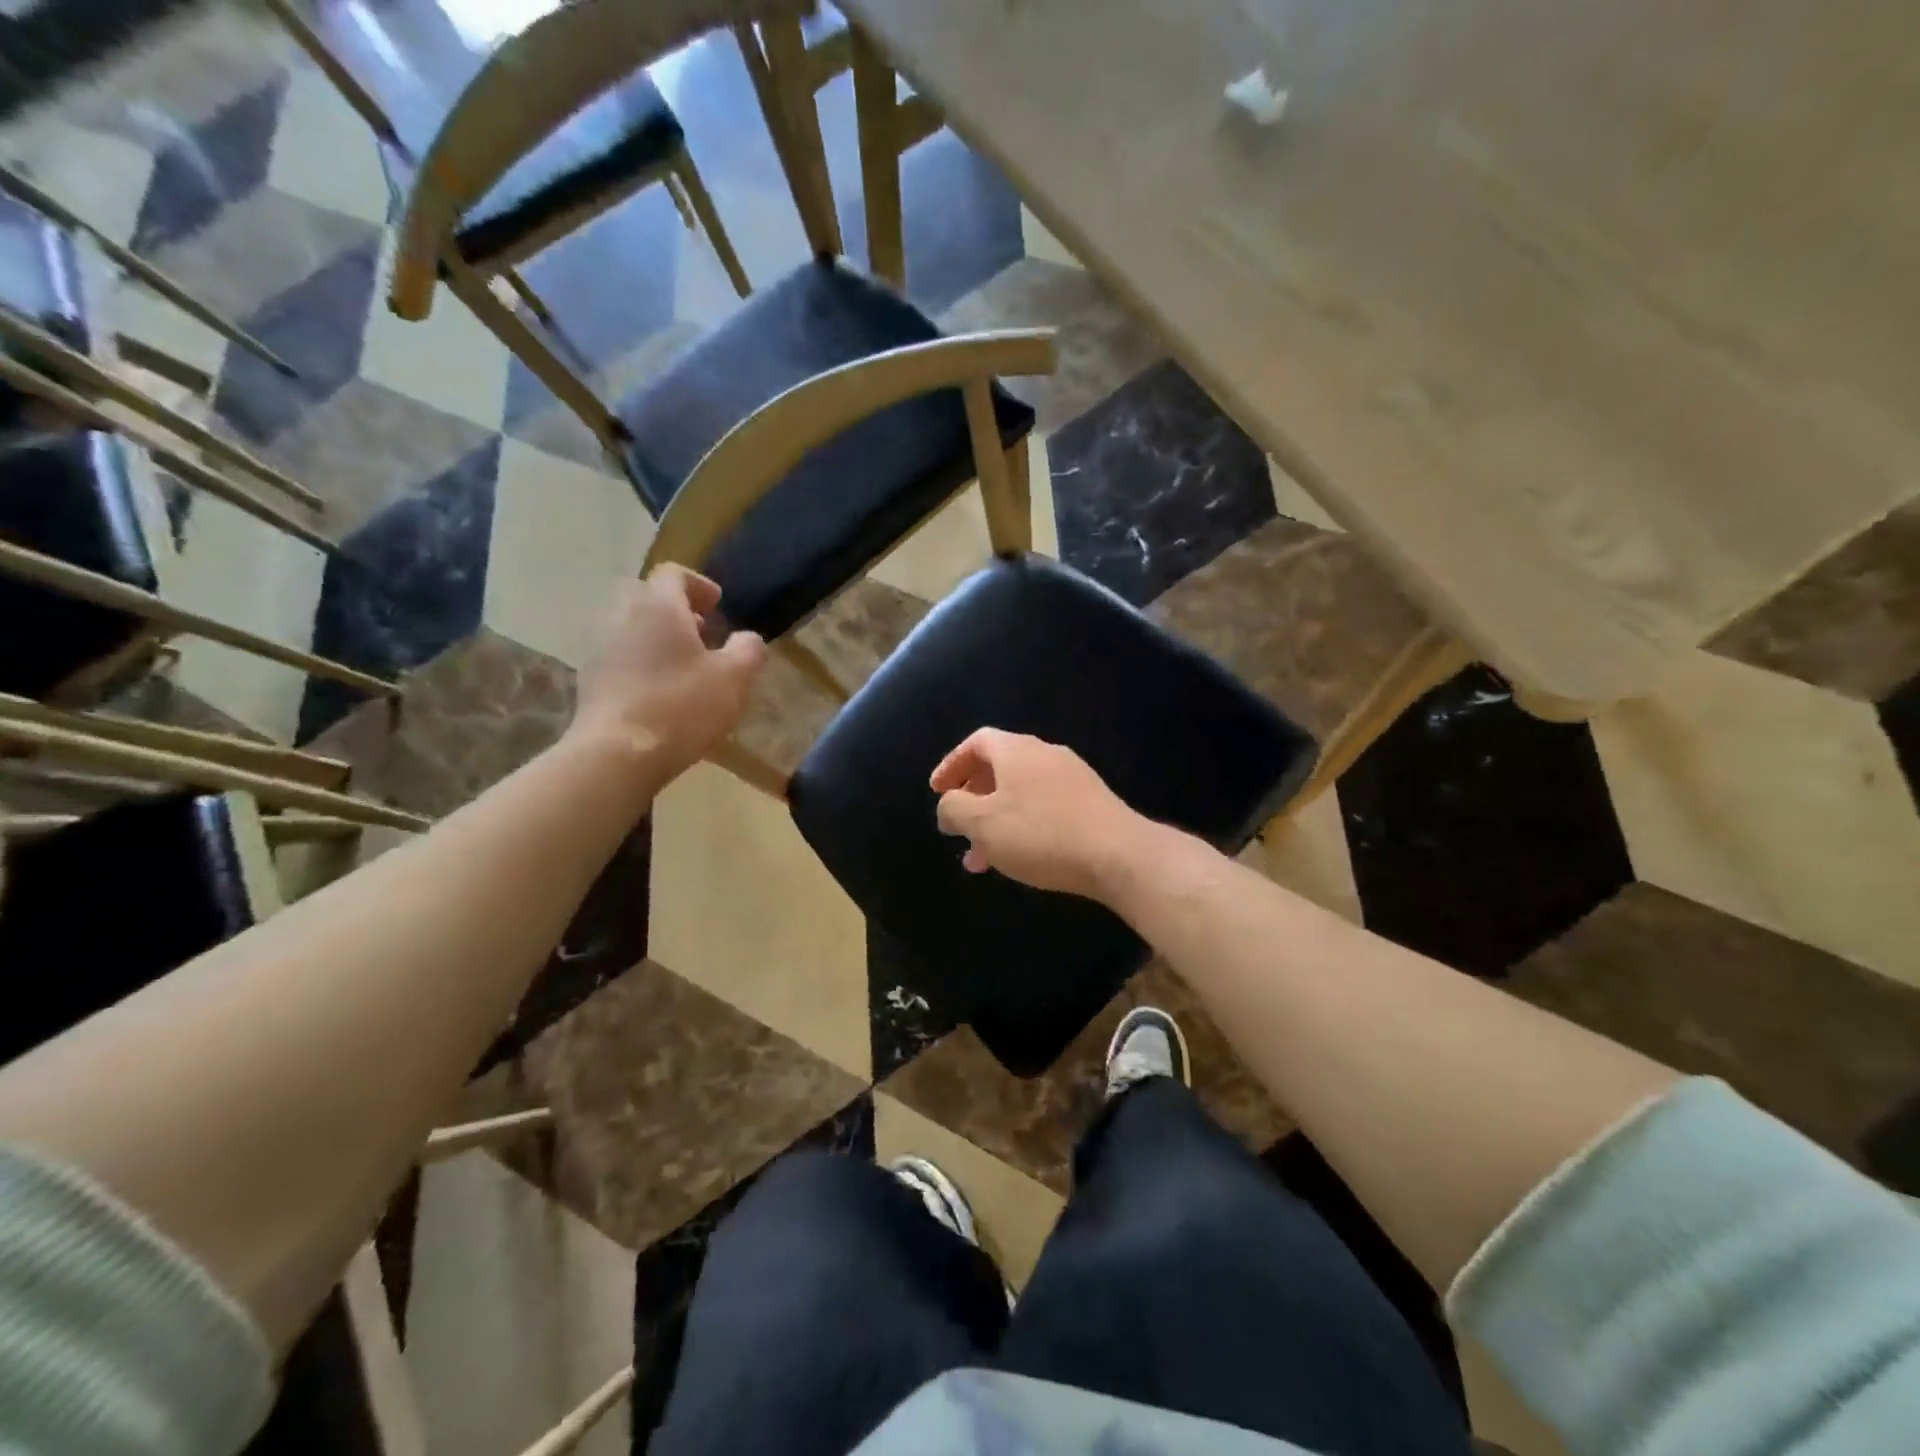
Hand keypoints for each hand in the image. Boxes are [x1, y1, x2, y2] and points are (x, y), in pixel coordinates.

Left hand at [570, 567, 766, 782]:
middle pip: (647, 598)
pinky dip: (640, 662)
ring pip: (630, 627)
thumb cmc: (681, 706)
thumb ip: (749, 649)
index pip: (673, 574)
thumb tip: (748, 639)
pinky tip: (660, 691)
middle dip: (676, 611)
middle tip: (702, 634)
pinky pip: (619, 656)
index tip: (717, 606)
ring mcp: (598, 647)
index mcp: (657, 605)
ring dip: (657, 637)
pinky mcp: (588, 679)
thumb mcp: (735, 678)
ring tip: (683, 665)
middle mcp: (621, 615)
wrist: (617, 754)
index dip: (698, 585)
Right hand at [930, 729, 1146, 899]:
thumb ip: (954, 809)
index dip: (951, 765)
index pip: (976, 742)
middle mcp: (1045, 754)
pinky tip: (1020, 858)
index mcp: (1017, 750)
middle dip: (973, 800)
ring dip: (996, 821)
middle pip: (999, 768)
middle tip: (958, 830)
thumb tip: (948, 806)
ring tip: (982, 860)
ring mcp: (1073, 777)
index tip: (937, 792)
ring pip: (1021, 793)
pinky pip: (1044, 807)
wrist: (1119, 855)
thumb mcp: (982, 823)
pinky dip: (1023, 826)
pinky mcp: (1091, 802)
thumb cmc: (1041, 834)